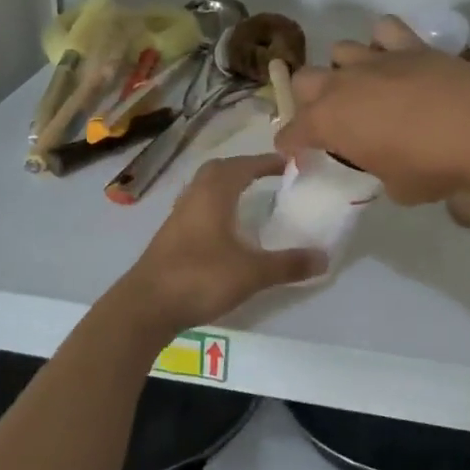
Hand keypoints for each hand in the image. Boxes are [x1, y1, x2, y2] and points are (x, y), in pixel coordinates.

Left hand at [120, 155, 324, 330]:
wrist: (145, 307)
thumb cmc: (199, 278)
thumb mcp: (252, 273)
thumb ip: (288, 264)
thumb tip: (325, 257)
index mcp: (214, 195)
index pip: (243, 166)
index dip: (267, 162)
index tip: (289, 164)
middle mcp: (194, 197)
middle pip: (219, 170)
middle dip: (244, 168)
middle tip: (268, 177)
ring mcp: (178, 217)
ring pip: (204, 189)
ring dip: (227, 187)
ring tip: (250, 199)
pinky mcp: (169, 237)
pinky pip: (197, 208)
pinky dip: (215, 207)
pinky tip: (226, 229)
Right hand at [274, 21, 469, 205]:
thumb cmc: (431, 166)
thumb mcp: (398, 187)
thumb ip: (383, 171)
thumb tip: (390, 165)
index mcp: (329, 122)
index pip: (293, 133)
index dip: (291, 144)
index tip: (295, 151)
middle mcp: (342, 84)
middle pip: (305, 79)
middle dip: (311, 98)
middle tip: (332, 118)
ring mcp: (375, 59)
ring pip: (341, 49)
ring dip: (346, 67)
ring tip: (365, 85)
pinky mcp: (409, 44)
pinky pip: (385, 30)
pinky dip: (385, 41)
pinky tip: (396, 58)